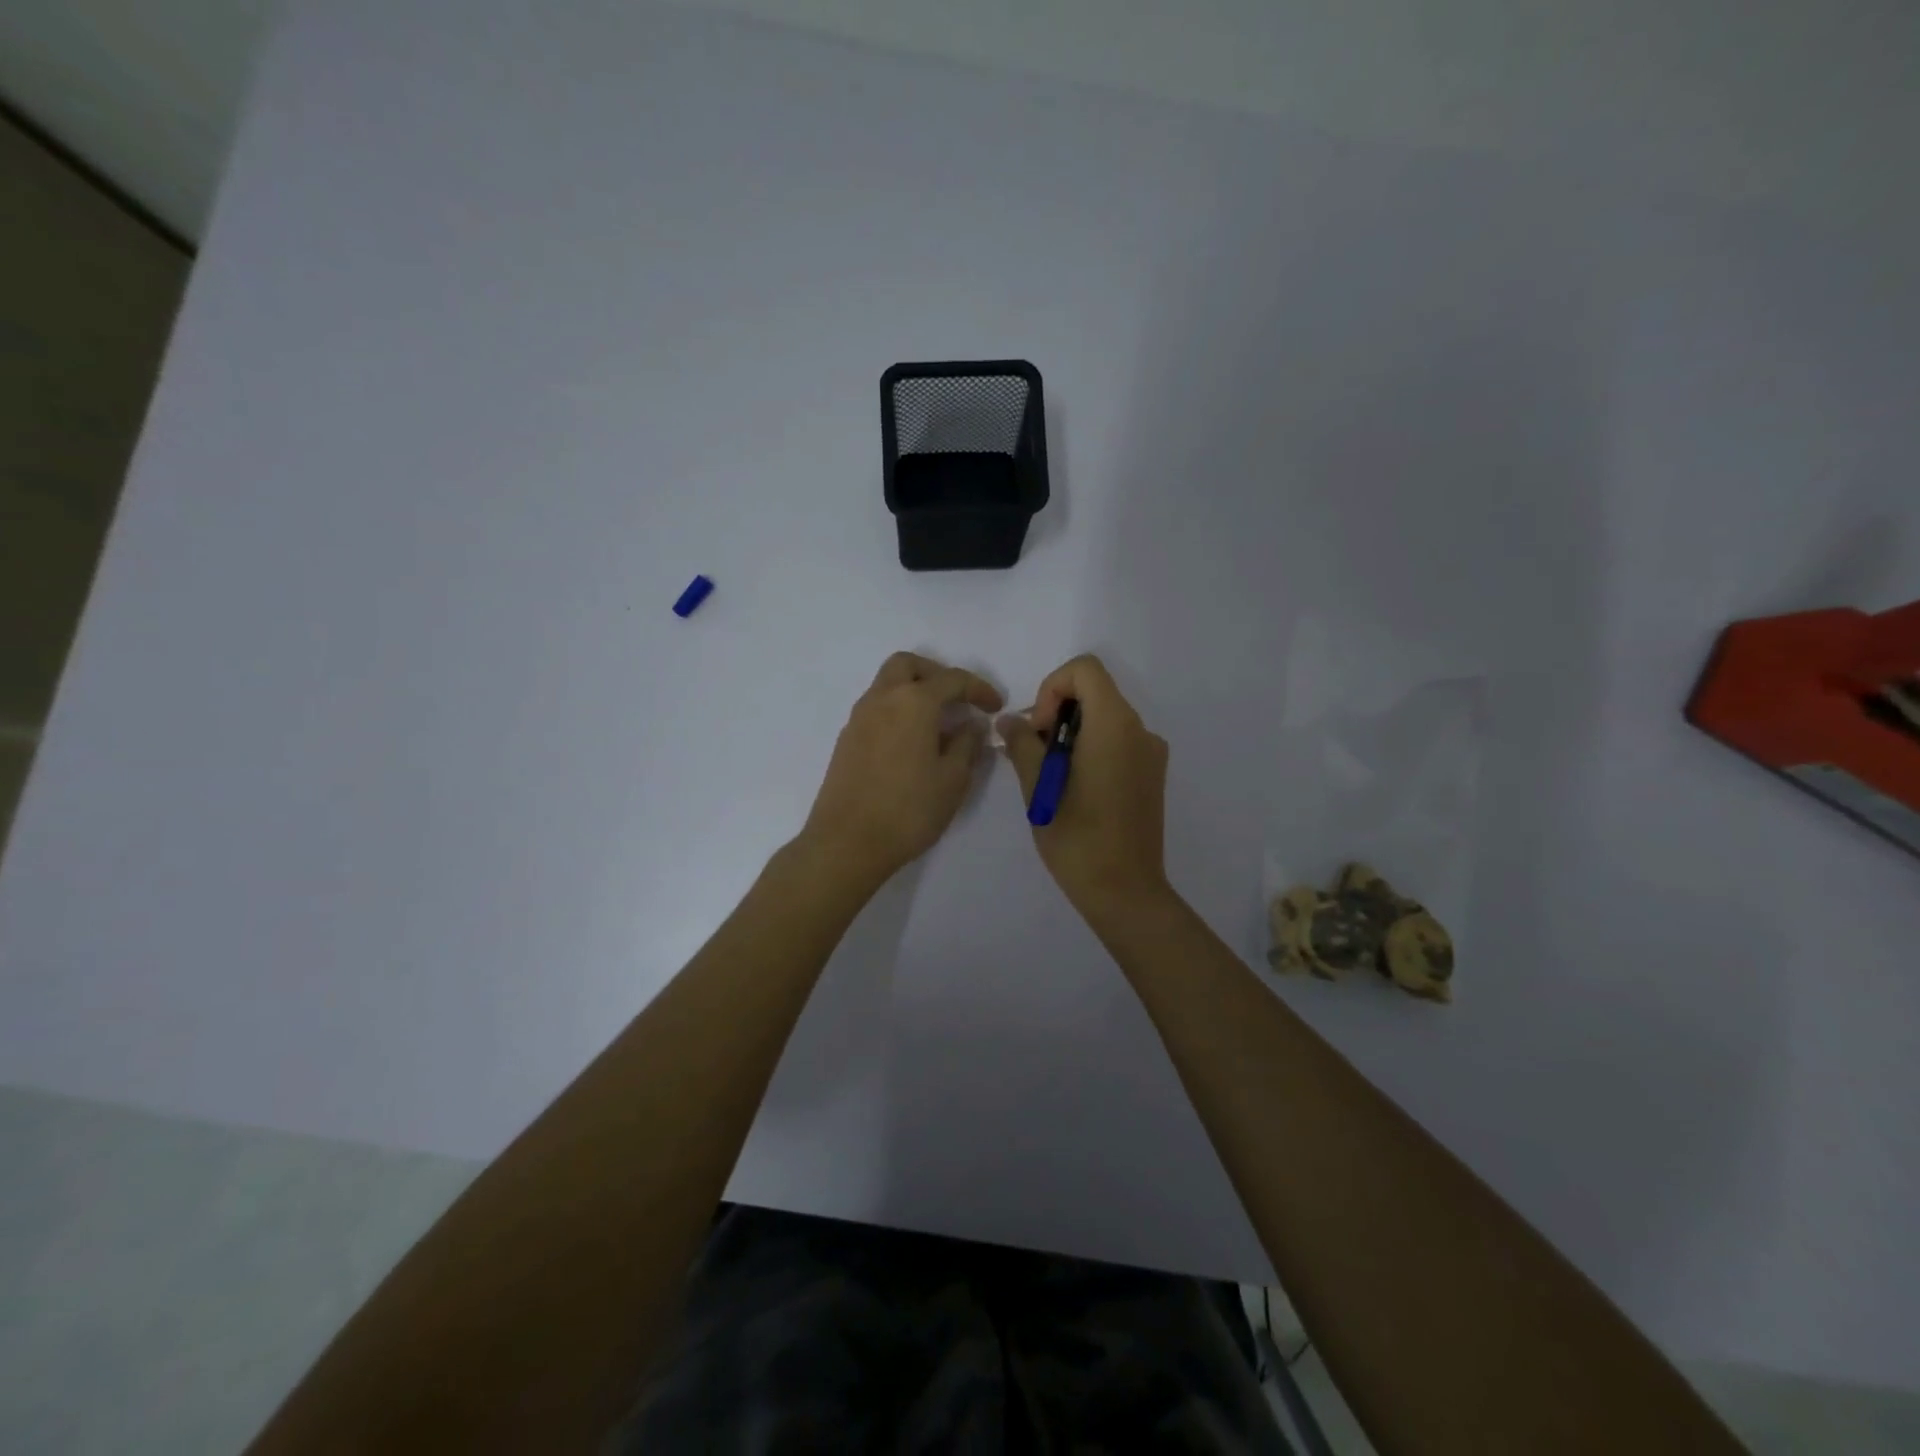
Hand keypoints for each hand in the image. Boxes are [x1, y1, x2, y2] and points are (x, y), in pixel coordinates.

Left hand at [800, 652, 1003, 888]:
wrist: (847, 842)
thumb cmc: (909, 810)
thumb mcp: (953, 779)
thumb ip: (967, 745)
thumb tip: (972, 725)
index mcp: (913, 702)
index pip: (952, 679)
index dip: (979, 689)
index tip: (995, 707)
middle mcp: (882, 699)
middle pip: (908, 666)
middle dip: (936, 674)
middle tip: (957, 700)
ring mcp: (859, 718)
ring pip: (887, 685)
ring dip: (914, 693)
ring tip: (937, 725)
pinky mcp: (846, 740)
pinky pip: (876, 709)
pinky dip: (897, 712)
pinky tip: (912, 744)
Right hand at [1000, 654, 1170, 916]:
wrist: (1125, 891)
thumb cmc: (1077, 838)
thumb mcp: (1038, 787)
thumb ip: (1022, 743)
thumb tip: (1009, 720)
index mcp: (1115, 725)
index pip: (1085, 670)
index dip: (1053, 688)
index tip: (1040, 729)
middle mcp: (1140, 730)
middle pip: (1096, 692)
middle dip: (1058, 712)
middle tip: (1036, 754)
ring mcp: (1151, 753)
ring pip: (1105, 718)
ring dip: (1073, 733)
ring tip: (1051, 776)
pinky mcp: (1152, 775)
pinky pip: (1118, 742)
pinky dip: (1092, 749)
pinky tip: (1075, 789)